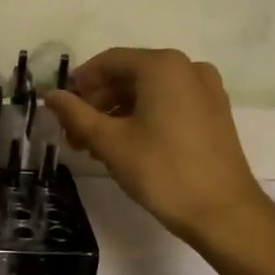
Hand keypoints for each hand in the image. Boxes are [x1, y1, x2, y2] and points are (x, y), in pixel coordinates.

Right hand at [46, 48, 274, 243]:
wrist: (224, 213)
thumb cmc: (163, 171)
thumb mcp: (110, 142)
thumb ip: (76, 114)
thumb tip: (50, 95)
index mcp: (162, 66)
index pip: (108, 61)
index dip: (80, 83)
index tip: (61, 108)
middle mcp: (187, 68)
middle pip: (129, 75)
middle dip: (97, 102)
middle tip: (75, 133)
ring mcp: (206, 90)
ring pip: (148, 91)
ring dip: (117, 112)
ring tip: (95, 145)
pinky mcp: (214, 113)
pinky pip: (169, 103)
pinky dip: (143, 117)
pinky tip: (126, 146)